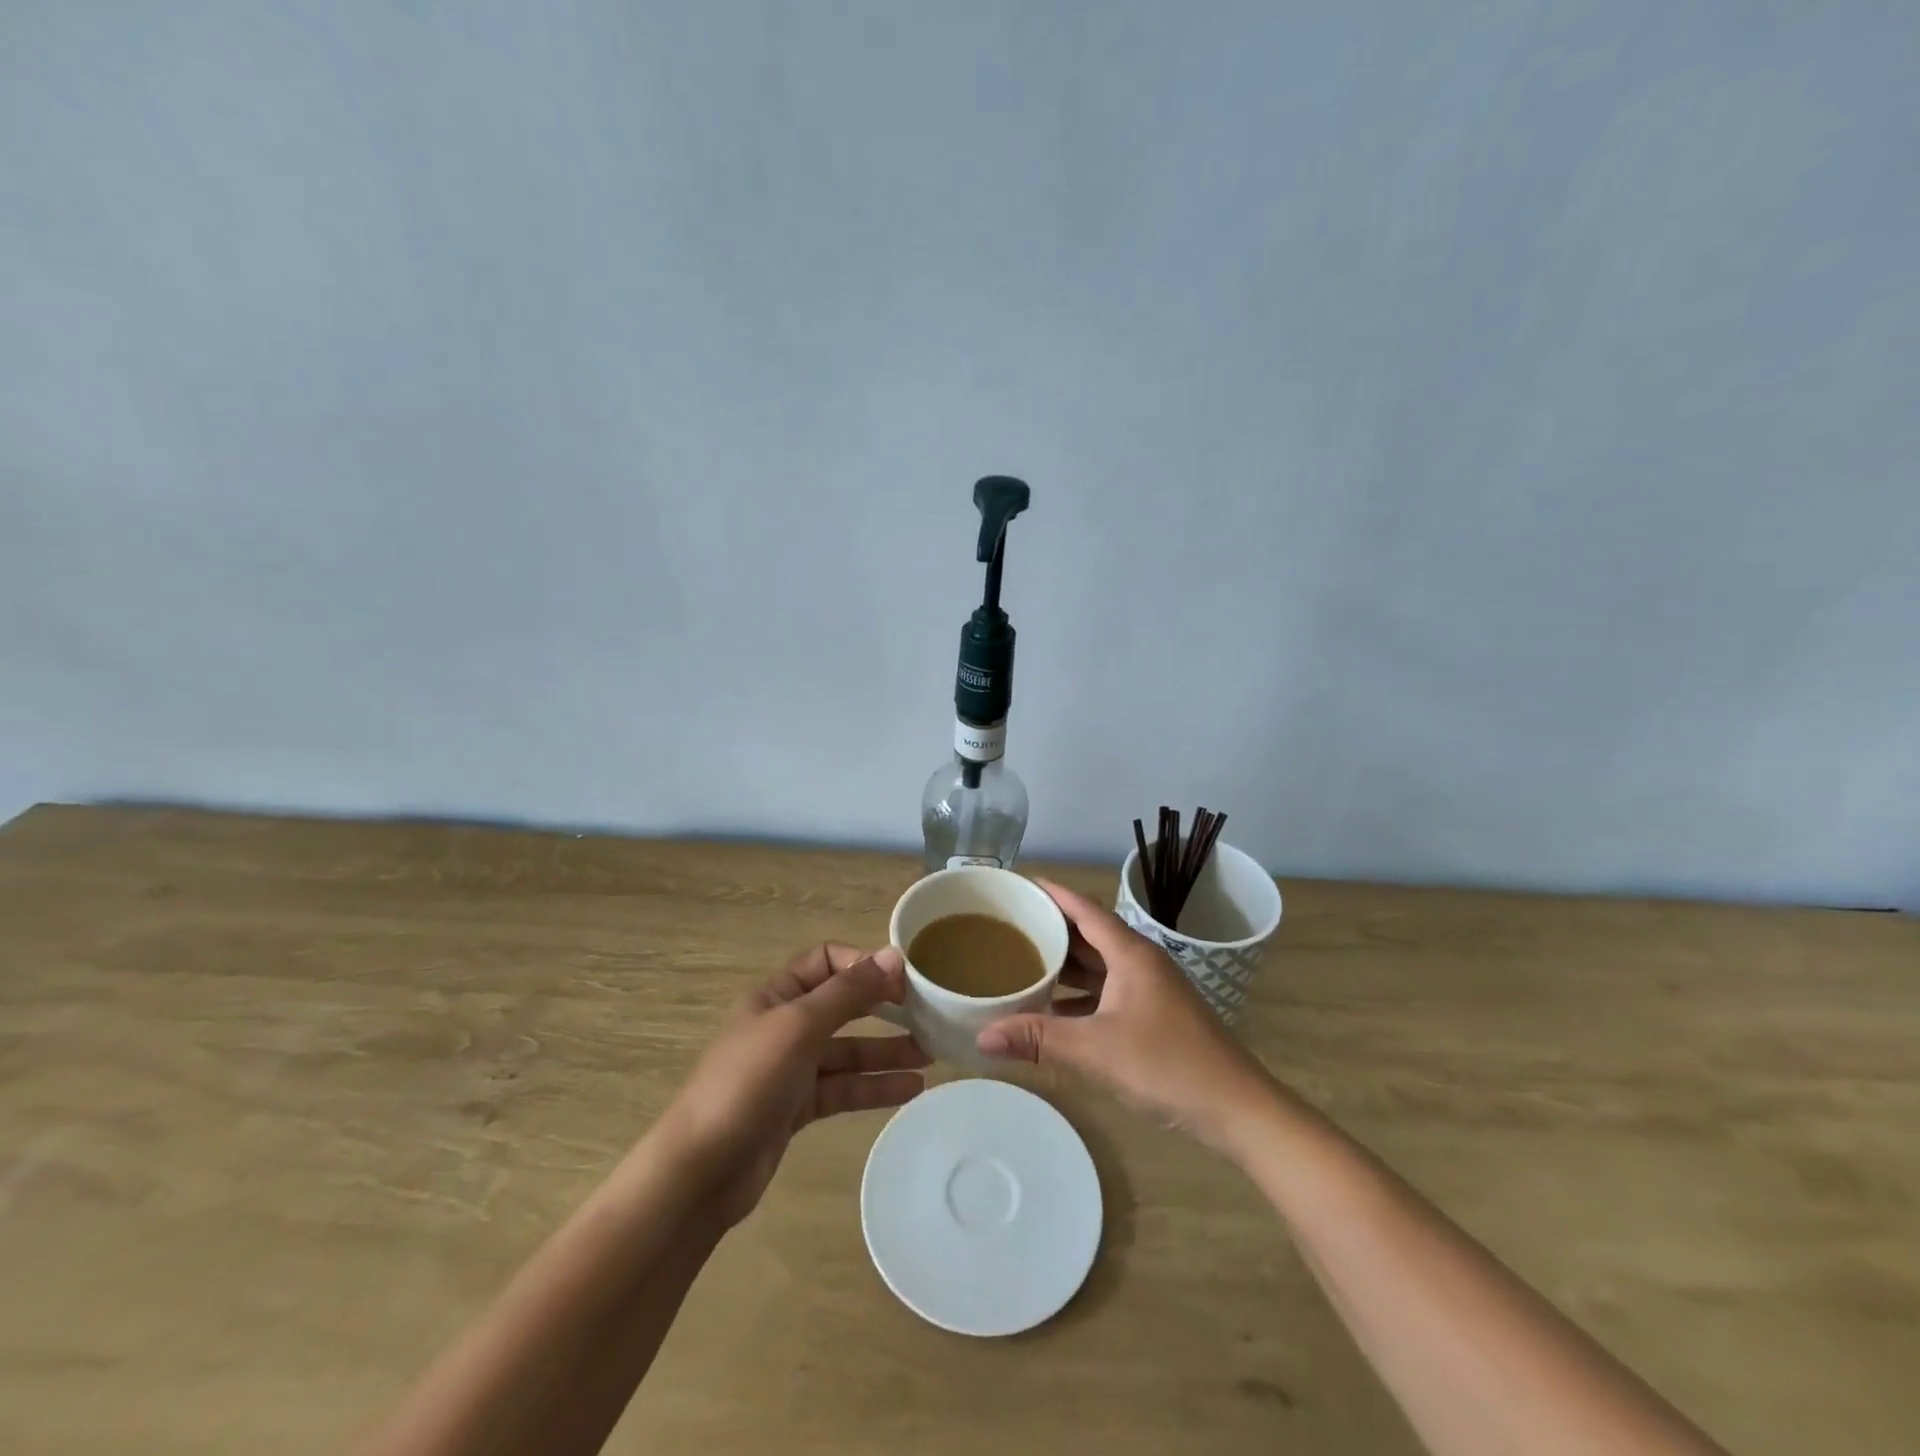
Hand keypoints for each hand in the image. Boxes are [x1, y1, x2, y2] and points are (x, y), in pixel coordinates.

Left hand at [663, 943, 928, 1226]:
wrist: (700, 1172)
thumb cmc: (747, 1082)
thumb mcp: (800, 1026)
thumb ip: (848, 992)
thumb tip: (894, 955)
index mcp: (776, 995)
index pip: (826, 960)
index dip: (863, 964)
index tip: (903, 980)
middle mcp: (784, 1025)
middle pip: (842, 1006)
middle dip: (883, 1008)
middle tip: (928, 1014)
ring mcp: (791, 1069)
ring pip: (847, 1050)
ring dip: (886, 1050)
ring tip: (932, 1054)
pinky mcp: (797, 1108)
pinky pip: (843, 1088)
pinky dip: (873, 1086)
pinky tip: (910, 1089)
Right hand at [977, 880, 1273, 1150]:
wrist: (1236, 1108)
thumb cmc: (1167, 1065)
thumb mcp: (1095, 1049)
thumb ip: (1038, 1038)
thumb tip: (982, 1035)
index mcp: (1131, 953)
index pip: (1085, 909)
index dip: (1053, 894)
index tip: (1020, 884)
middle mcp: (1141, 962)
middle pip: (1090, 933)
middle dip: (1052, 929)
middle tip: (1009, 926)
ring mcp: (1150, 989)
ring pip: (1099, 964)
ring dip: (1065, 964)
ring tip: (1023, 962)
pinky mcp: (1154, 1014)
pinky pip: (1108, 990)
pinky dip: (1080, 993)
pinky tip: (1054, 1008)